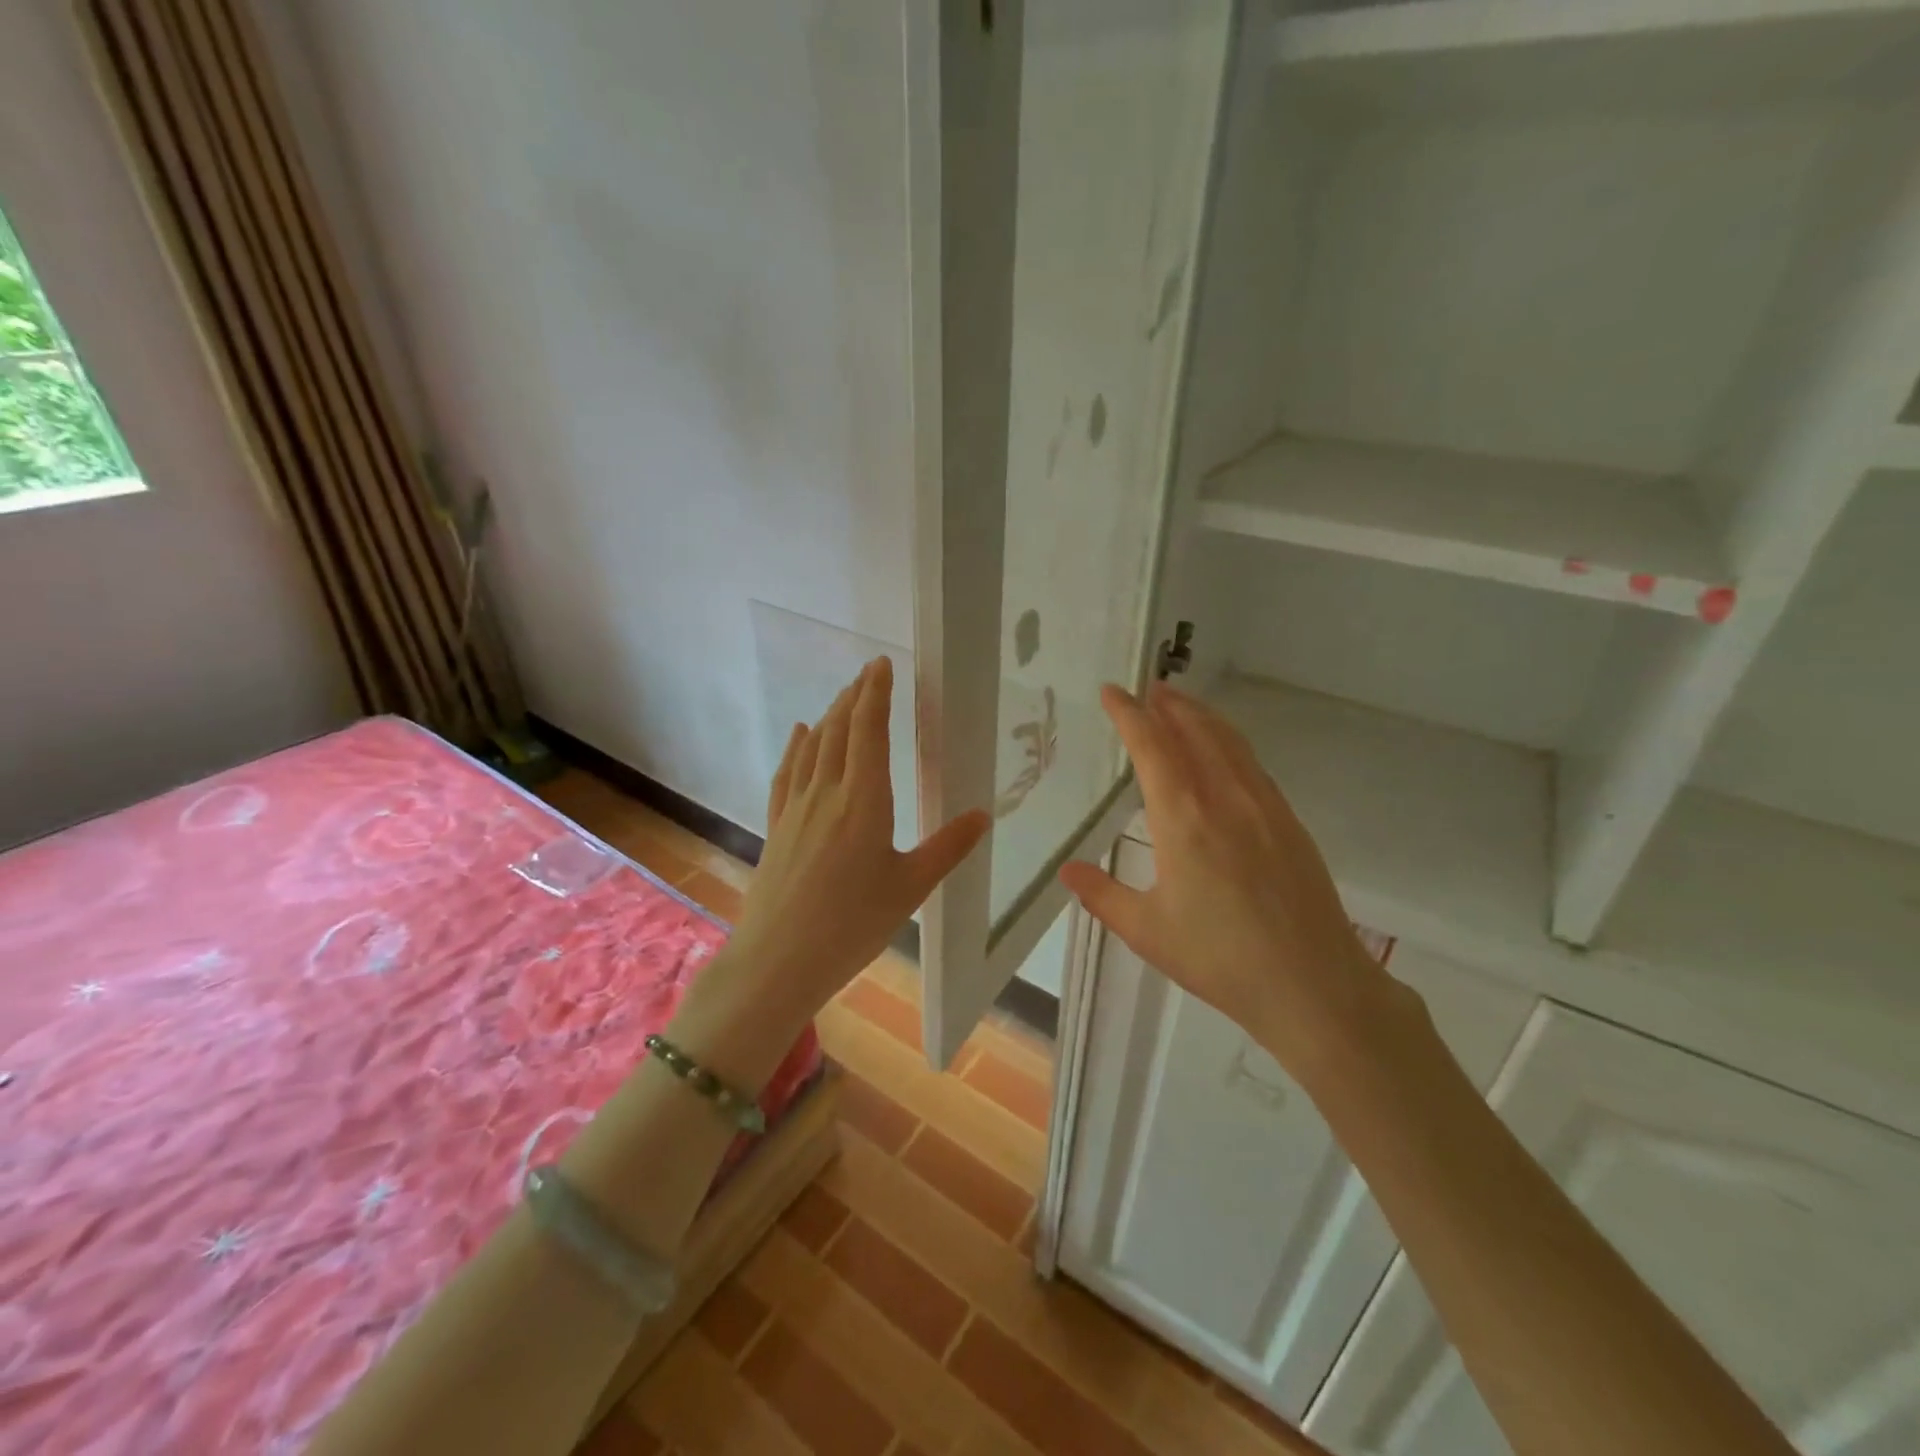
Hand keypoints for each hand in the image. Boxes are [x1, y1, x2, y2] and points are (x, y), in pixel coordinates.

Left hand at [721, 656, 989, 1027]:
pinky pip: (788, 774)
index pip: (869, 730)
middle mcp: (827, 793)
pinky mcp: (778, 827)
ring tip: (843, 697)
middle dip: (854, 697)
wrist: (778, 960)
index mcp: (864, 801)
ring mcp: (797, 809)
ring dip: (830, 716)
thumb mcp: (910, 888)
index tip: (883, 664)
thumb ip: (948, 848)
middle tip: (869, 673)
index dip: (876, 693)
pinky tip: (801, 735)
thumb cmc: (852, 925)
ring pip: (814, 748)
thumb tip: (983, 815)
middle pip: (839, 731)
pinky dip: (797, 748)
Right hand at [1058, 682, 1404, 1078]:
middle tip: (1148, 688)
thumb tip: (1068, 870)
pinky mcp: (1289, 822)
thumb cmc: (1219, 958)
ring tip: (1181, 706)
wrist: (1312, 985)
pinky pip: (1252, 764)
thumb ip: (1102, 894)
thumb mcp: (1146, 931)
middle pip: (1195, 731)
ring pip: (1229, 742)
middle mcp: (1225, 798)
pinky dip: (1229, 743)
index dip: (1129, 714)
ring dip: (1201, 717)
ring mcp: (1263, 806)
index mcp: (1183, 818)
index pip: (1151, 746)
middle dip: (1168, 705)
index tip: (1112, 692)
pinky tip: (1224, 754)